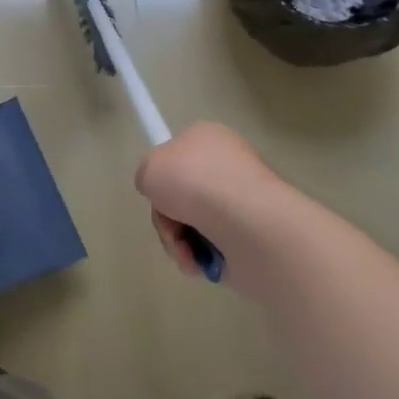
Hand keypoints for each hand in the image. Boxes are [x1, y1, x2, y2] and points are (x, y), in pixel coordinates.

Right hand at [135, 121, 292, 279]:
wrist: (246, 223)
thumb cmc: (194, 182)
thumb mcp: (150, 168)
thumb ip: (148, 176)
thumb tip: (165, 195)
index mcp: (208, 138)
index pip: (178, 153)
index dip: (164, 175)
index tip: (160, 191)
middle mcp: (227, 166)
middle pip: (181, 195)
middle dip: (167, 217)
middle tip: (170, 225)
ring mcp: (241, 204)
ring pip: (193, 225)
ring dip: (180, 242)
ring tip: (186, 250)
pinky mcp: (250, 238)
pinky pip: (213, 248)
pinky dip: (200, 258)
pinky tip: (201, 261)